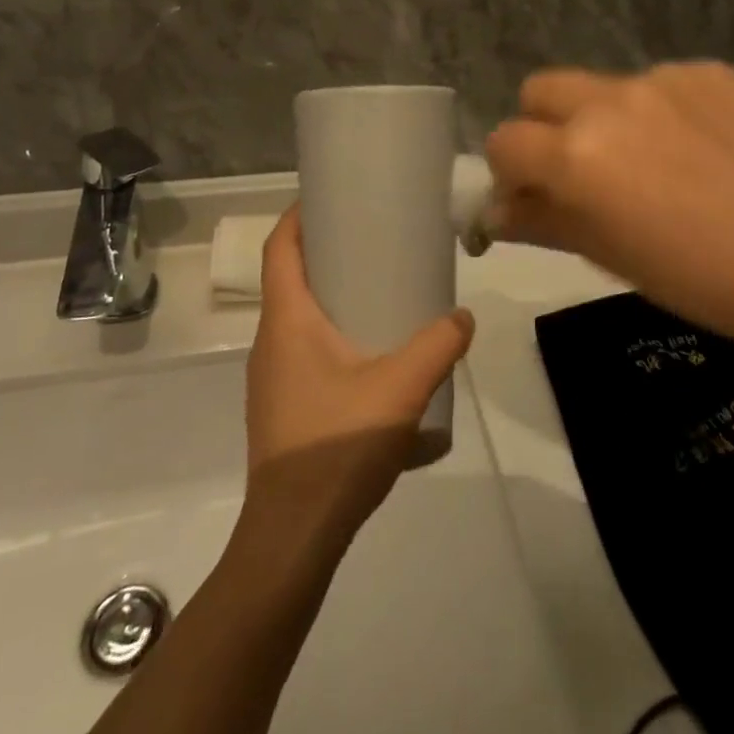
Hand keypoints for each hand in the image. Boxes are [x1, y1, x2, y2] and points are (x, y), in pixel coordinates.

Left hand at [244, 206, 474, 541]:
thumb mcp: (401, 389)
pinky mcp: (281, 406)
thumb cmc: (336, 445)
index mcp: (287, 321)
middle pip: (289, 277)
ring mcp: (270, 377)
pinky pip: (301, 349)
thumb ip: (438, 347)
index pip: (279, 248)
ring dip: (328, 295)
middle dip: (324, 251)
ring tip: (375, 290)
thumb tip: (464, 317)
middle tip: (370, 238)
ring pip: (295, 316)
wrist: (293, 536)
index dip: (298, 215)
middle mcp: (270, 341)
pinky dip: (329, 332)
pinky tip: (368, 355)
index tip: (330, 197)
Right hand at [484, 63, 733, 346]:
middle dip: (542, 127)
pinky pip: (660, 84)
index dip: (510, 173)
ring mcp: (664, 78)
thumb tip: (497, 211)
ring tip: (652, 165)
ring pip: (601, 85)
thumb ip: (541, 221)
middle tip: (580, 171)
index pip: (505, 141)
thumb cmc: (700, 279)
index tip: (533, 198)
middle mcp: (610, 99)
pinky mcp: (709, 71)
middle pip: (540, 90)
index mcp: (577, 152)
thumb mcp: (608, 256)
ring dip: (604, 119)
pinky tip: (697, 152)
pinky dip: (660, 112)